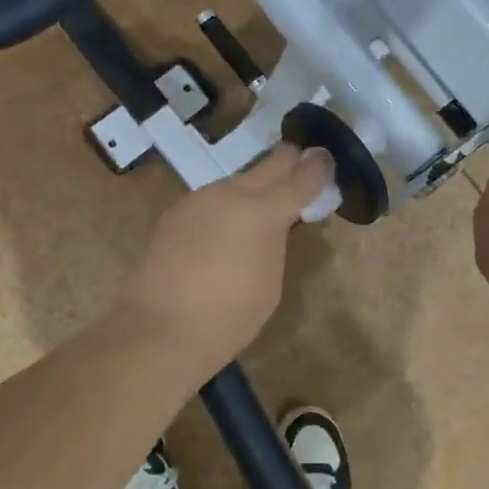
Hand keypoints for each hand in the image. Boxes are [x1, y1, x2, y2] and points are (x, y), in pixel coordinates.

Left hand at [118, 144, 334, 376]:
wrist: (161, 329)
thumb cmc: (230, 316)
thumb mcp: (271, 281)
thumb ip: (277, 241)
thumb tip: (276, 223)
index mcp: (263, 211)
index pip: (300, 178)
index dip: (318, 168)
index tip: (326, 159)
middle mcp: (231, 193)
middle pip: (269, 164)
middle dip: (288, 163)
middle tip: (302, 165)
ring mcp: (199, 198)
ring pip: (237, 181)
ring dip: (254, 188)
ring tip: (262, 207)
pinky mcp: (176, 212)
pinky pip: (212, 200)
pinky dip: (226, 207)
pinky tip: (224, 229)